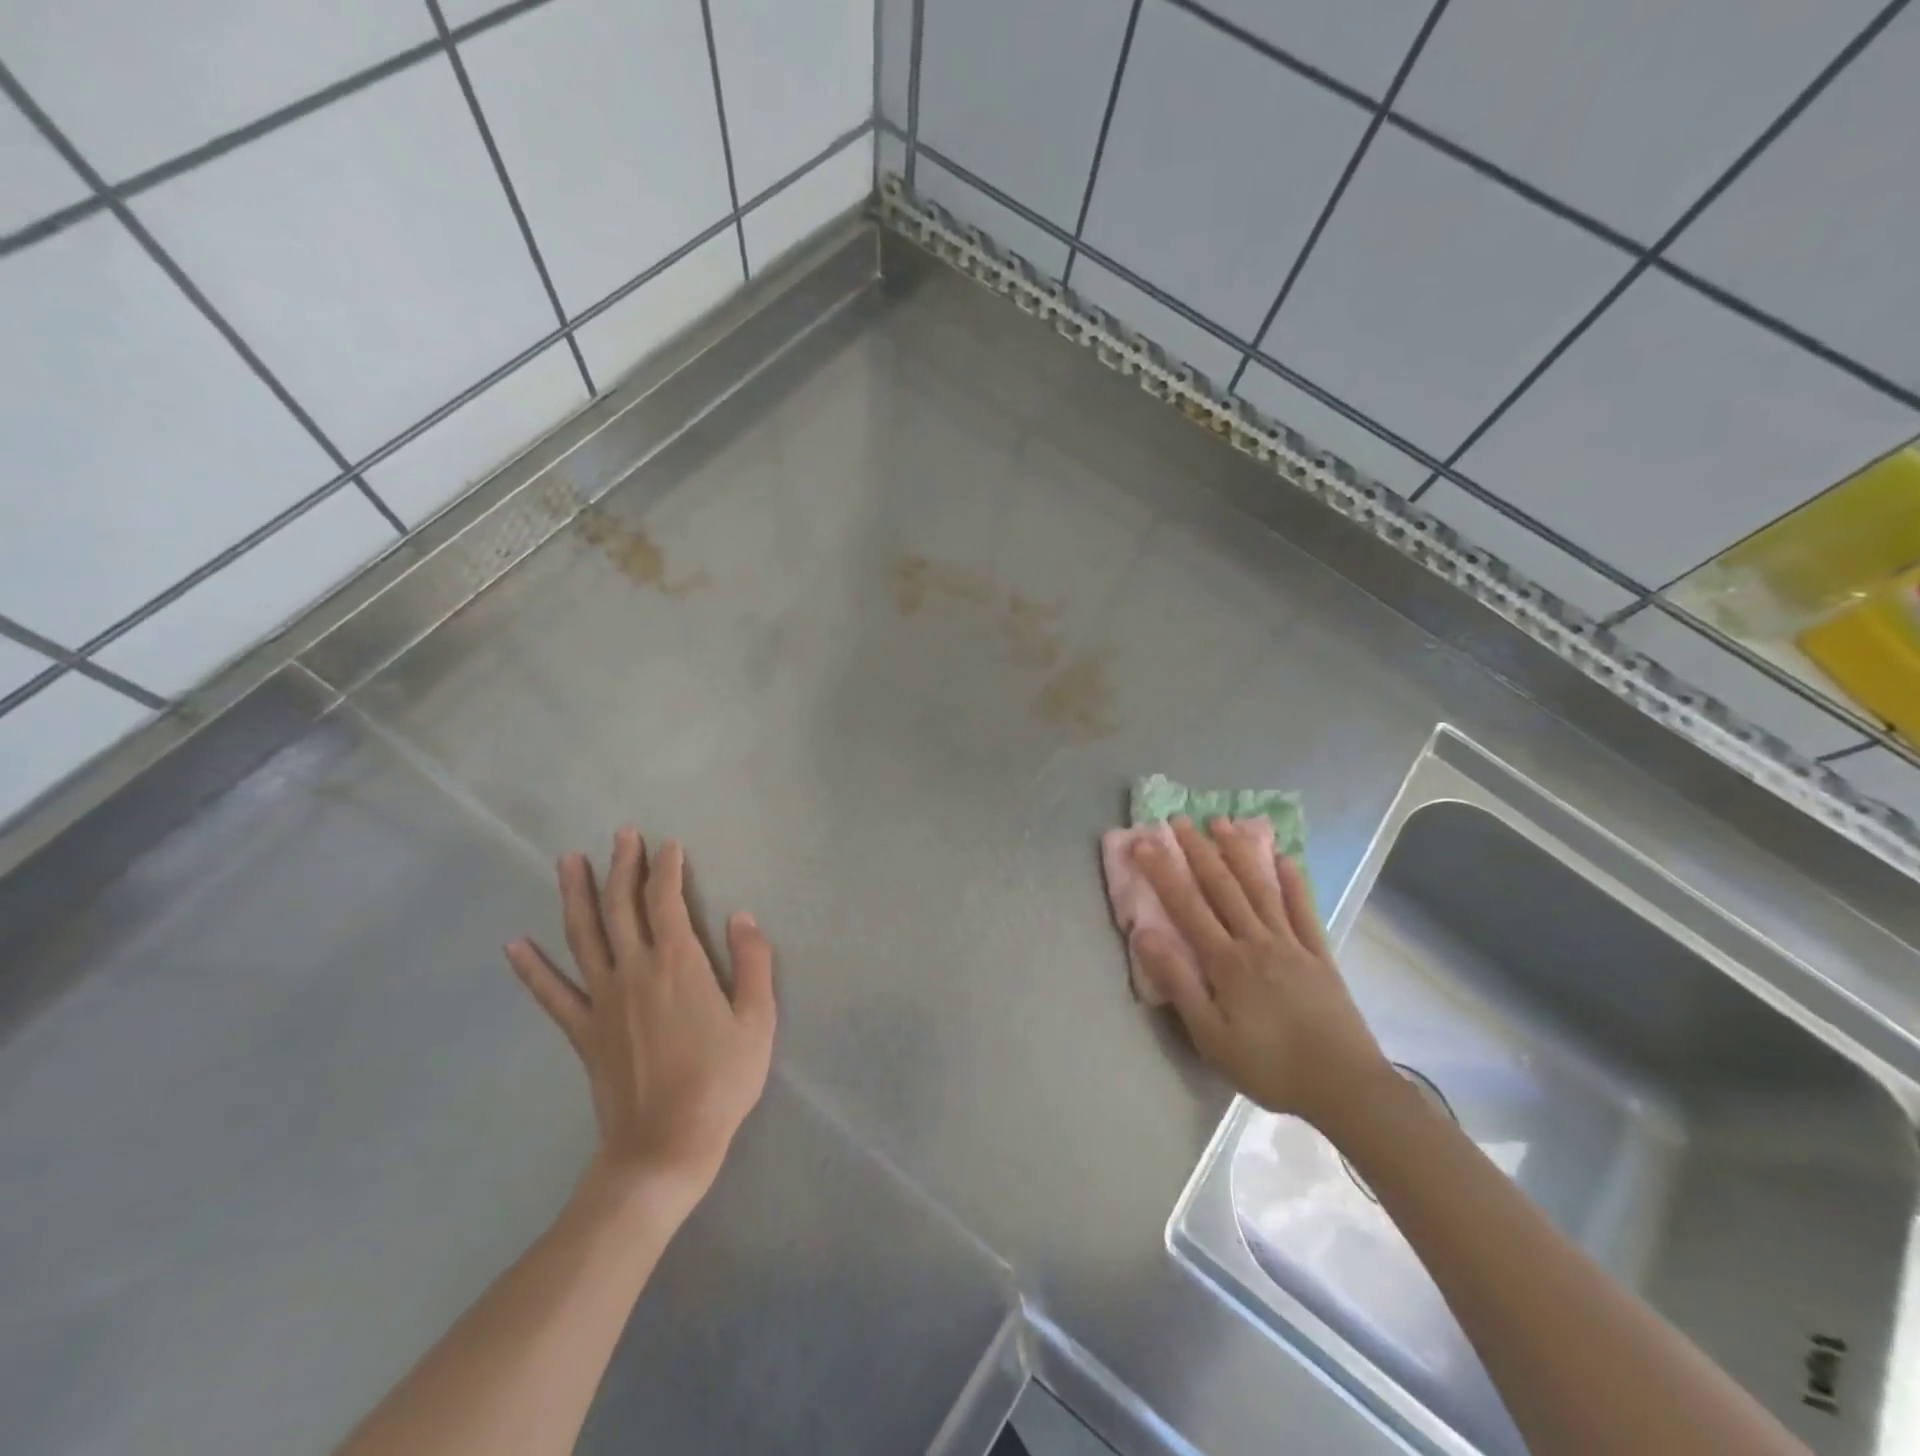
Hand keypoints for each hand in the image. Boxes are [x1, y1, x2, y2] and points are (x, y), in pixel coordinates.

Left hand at [505, 828, 774, 1209]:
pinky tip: (513, 945)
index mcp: (679, 963)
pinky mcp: (583, 1032)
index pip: (667, 900)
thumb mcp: (757, 1020)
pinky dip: (531, 968)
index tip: (669, 844)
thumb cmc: (721, 1081)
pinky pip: (551, 994)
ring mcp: (602, 1000)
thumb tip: (742, 917)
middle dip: (623, 866)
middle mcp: (635, 970)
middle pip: (623, 906)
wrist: (666, 1145)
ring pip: (584, 935)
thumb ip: (752, 963)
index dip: (667, 868)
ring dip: (576, 894)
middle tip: (622, 834)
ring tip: (568, 860)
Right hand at [1132, 816, 1390, 1130]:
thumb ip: (1178, 983)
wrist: (1346, 1088)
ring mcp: (1292, 944)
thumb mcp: (1211, 1036)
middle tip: (1179, 819)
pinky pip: (1303, 910)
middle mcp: (1257, 941)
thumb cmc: (1269, 1066)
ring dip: (1240, 853)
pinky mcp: (1319, 955)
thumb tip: (1146, 934)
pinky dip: (1293, 882)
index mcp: (1226, 962)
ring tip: (1223, 823)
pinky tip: (1284, 858)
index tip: (1144, 842)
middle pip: (1223, 887)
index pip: (1187, 906)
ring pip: (1260, 888)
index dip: (1164, 872)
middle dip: (1198, 851)